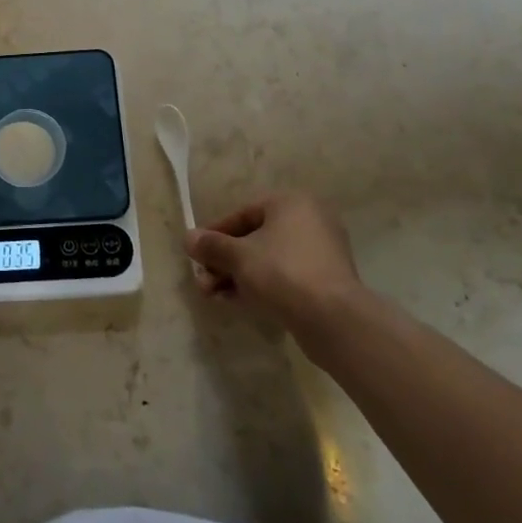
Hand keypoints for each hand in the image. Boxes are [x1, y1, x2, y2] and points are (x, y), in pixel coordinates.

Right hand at [185, 191, 365, 337]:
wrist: (333, 320)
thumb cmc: (282, 272)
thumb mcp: (238, 256)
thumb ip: (211, 245)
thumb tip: (188, 238)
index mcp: (291, 202)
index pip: (242, 214)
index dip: (214, 234)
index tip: (196, 253)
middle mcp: (309, 220)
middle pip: (254, 238)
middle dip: (224, 261)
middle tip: (203, 281)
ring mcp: (321, 252)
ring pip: (268, 259)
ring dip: (237, 275)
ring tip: (213, 296)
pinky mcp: (326, 281)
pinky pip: (284, 276)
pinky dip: (260, 285)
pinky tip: (236, 301)